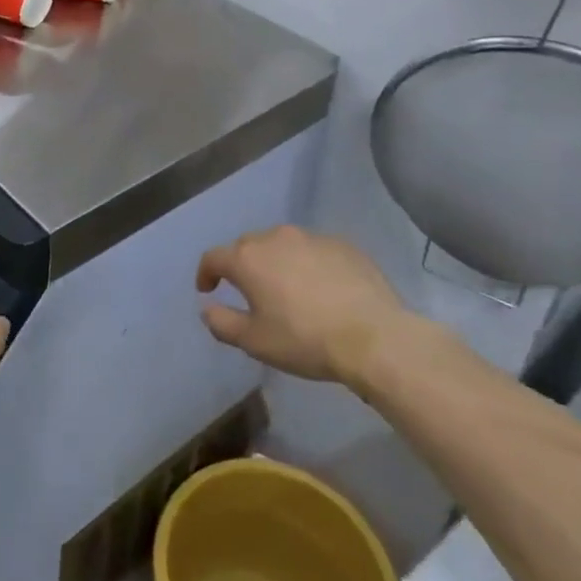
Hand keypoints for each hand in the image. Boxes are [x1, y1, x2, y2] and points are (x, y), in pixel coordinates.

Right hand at [196, 225, 407, 389]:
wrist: (374, 337)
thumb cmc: (304, 340)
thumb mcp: (255, 342)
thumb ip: (222, 323)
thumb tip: (207, 309)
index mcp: (248, 259)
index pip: (213, 257)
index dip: (206, 273)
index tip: (208, 290)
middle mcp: (275, 238)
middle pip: (247, 246)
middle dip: (242, 265)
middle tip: (248, 291)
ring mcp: (311, 237)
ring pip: (282, 244)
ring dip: (276, 261)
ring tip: (286, 287)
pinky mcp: (343, 244)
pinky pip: (314, 250)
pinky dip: (308, 264)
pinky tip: (320, 288)